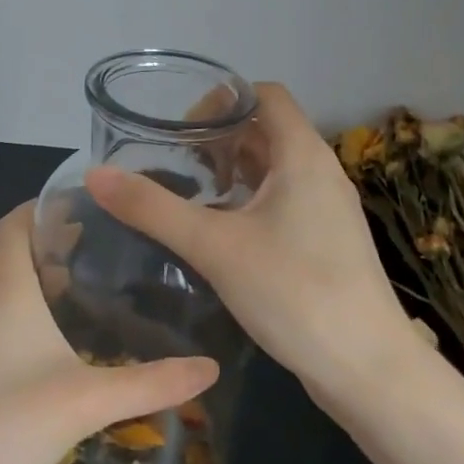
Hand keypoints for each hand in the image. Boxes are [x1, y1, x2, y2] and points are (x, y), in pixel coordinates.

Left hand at [0, 204, 218, 463]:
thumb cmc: (3, 421)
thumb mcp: (87, 400)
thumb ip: (151, 384)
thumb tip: (209, 368)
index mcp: (6, 290)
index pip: (14, 224)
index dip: (43, 205)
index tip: (88, 200)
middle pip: (13, 252)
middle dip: (53, 238)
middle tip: (106, 239)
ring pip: (9, 288)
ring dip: (44, 275)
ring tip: (95, 281)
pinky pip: (7, 321)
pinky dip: (35, 312)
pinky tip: (69, 340)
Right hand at [86, 83, 416, 399]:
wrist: (368, 368)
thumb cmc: (295, 293)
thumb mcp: (214, 247)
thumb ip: (153, 209)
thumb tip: (96, 174)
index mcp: (303, 155)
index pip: (265, 95)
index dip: (222, 99)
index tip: (180, 129)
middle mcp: (321, 172)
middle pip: (268, 130)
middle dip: (220, 138)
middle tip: (175, 163)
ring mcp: (329, 209)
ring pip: (275, 169)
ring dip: (234, 171)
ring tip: (192, 194)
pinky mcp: (328, 241)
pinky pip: (284, 201)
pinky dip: (250, 201)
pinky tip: (221, 232)